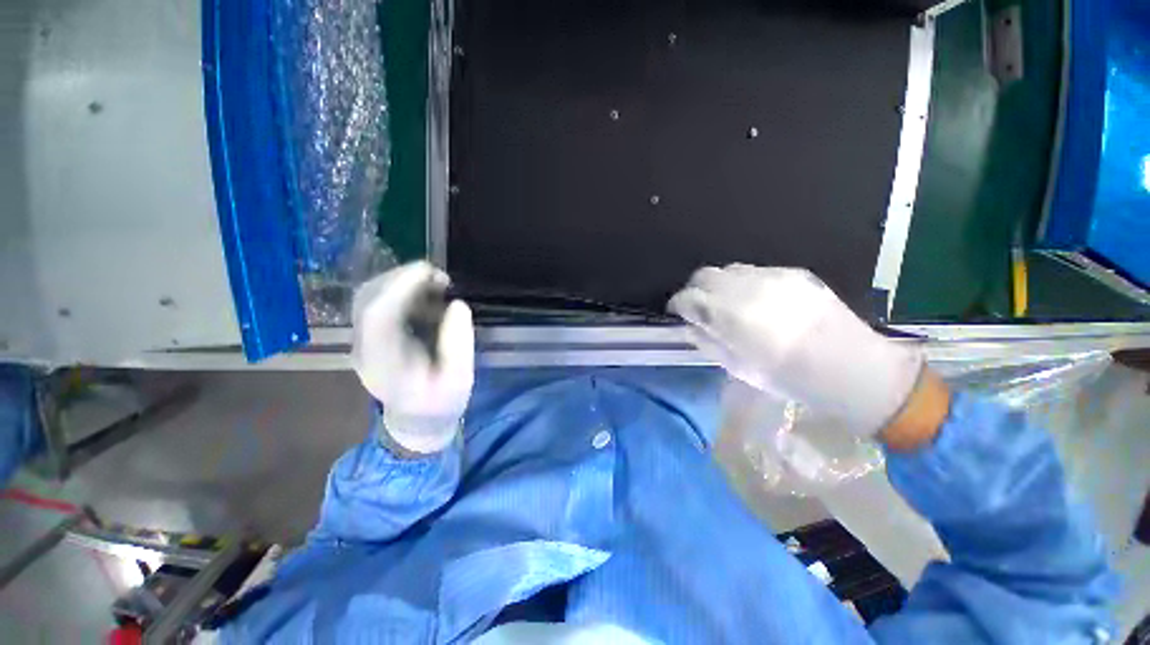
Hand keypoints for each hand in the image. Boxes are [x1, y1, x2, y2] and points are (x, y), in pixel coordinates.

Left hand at [351, 262, 473, 453]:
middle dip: (402, 278)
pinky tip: (424, 295)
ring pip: (369, 295)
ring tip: (436, 284)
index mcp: (382, 364)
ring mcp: (361, 341)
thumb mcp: (460, 380)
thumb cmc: (440, 404)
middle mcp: (362, 348)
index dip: (400, 286)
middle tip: (441, 278)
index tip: (431, 272)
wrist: (417, 422)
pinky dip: (400, 290)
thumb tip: (457, 305)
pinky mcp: (369, 336)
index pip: (377, 315)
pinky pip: (377, 301)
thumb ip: (459, 344)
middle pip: (367, 298)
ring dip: (401, 281)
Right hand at [669, 264, 923, 435]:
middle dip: (694, 290)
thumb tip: (691, 324)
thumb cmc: (790, 378)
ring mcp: (772, 276)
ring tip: (728, 304)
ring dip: (719, 285)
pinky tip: (756, 301)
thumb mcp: (738, 368)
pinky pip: (754, 271)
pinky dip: (743, 283)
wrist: (854, 368)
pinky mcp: (792, 273)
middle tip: (699, 307)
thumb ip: (707, 340)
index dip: (677, 304)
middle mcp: (747, 288)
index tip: (677, 312)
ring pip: (728, 269)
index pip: (688, 297)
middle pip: (703, 275)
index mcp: (731, 316)